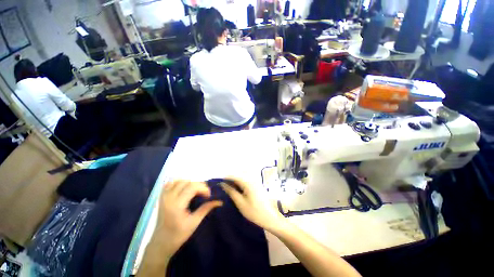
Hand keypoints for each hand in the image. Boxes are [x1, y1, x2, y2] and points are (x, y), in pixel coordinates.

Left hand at [155, 180, 222, 255]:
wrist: (161, 243)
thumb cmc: (178, 235)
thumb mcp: (194, 223)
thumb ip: (206, 209)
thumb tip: (219, 201)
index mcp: (177, 205)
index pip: (192, 187)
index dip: (203, 188)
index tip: (209, 196)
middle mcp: (169, 197)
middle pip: (187, 182)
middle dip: (199, 185)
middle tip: (204, 194)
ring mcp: (164, 196)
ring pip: (179, 180)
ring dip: (190, 183)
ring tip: (195, 191)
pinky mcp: (161, 197)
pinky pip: (170, 183)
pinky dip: (179, 183)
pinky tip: (184, 189)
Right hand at [221, 177, 287, 232]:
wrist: (270, 217)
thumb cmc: (254, 212)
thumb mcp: (240, 203)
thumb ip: (231, 192)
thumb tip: (223, 184)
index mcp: (248, 182)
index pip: (234, 176)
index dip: (225, 178)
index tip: (218, 183)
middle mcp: (252, 179)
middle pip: (238, 176)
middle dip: (230, 180)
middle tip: (222, 187)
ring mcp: (256, 182)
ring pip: (242, 178)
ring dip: (235, 182)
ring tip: (228, 189)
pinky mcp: (257, 185)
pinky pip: (247, 181)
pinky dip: (240, 184)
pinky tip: (237, 190)